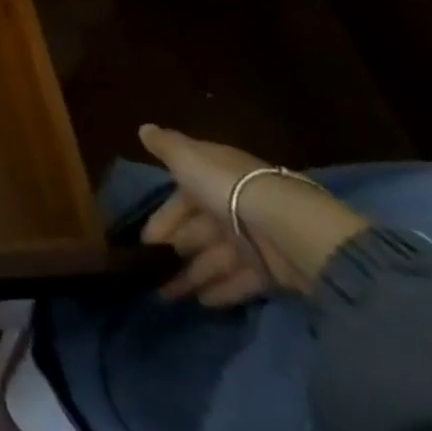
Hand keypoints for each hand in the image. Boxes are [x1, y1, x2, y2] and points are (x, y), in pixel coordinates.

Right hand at [138, 125, 369, 304]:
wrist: (287, 226)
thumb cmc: (227, 187)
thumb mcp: (187, 158)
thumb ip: (165, 146)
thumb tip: (144, 128)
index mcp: (212, 179)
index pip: (182, 198)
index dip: (163, 219)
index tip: (144, 240)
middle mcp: (231, 207)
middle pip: (197, 231)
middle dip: (174, 251)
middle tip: (150, 272)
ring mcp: (253, 240)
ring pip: (214, 258)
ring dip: (192, 275)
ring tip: (168, 295)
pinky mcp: (271, 270)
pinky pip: (241, 280)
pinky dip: (222, 290)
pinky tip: (202, 302)